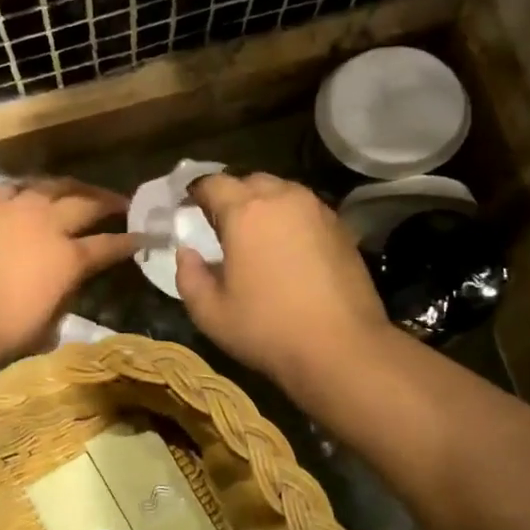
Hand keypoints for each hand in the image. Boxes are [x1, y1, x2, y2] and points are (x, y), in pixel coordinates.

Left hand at [0, 178, 136, 373]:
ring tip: (78, 190)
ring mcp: (11, 208)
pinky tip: (26, 194)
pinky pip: (10, 188)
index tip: (145, 237)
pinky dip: (26, 190)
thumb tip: (65, 291)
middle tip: (120, 203)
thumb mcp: (41, 331)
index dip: (130, 242)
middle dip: (108, 202)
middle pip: (86, 203)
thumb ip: (60, 305)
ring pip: (50, 185)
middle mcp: (46, 224)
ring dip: (70, 187)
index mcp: (68, 259)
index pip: (110, 246)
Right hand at [176, 173, 391, 391]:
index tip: (189, 209)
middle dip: (232, 196)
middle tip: (222, 226)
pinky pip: (306, 211)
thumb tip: (187, 253)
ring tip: (256, 236)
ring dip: (264, 206)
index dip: (197, 193)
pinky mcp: (342, 228)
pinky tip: (288, 250)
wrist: (341, 348)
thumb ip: (189, 276)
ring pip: (282, 192)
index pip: (213, 183)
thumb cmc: (267, 329)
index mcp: (245, 212)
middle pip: (250, 181)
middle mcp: (283, 199)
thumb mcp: (210, 313)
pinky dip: (290, 220)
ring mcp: (318, 211)